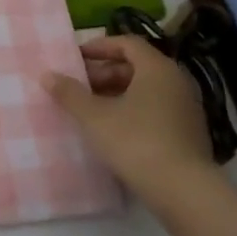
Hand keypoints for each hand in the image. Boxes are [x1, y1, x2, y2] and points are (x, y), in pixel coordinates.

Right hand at [42, 35, 213, 186]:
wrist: (184, 192)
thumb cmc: (136, 142)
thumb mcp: (94, 117)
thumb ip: (70, 93)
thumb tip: (47, 75)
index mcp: (157, 68)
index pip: (127, 43)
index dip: (99, 47)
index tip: (76, 58)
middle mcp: (176, 81)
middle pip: (137, 66)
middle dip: (105, 73)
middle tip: (79, 87)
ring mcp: (186, 108)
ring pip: (146, 90)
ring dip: (117, 94)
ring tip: (91, 110)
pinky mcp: (189, 133)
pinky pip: (156, 110)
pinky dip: (133, 112)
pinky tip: (114, 131)